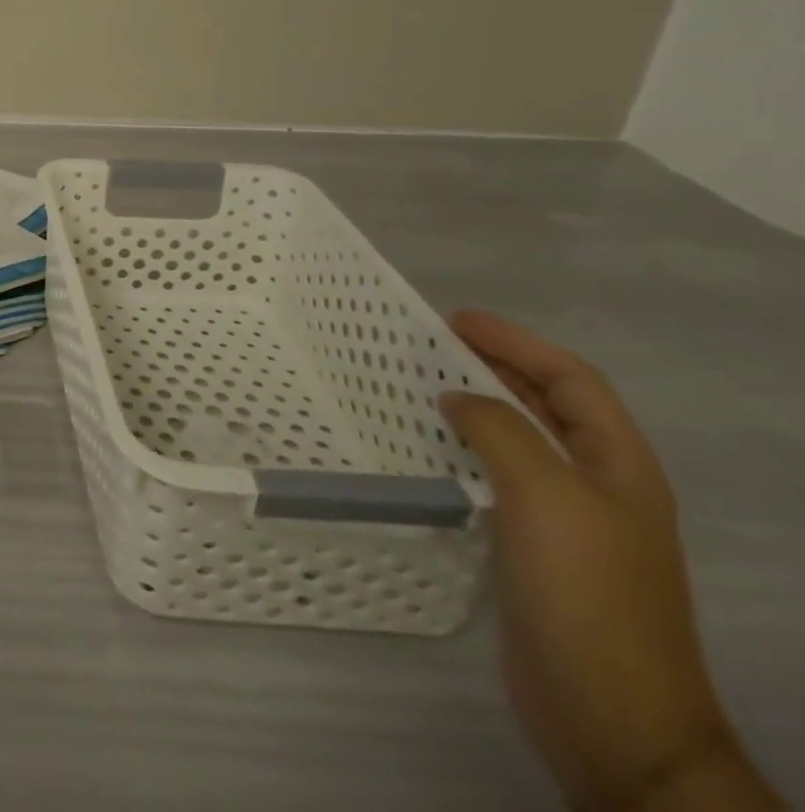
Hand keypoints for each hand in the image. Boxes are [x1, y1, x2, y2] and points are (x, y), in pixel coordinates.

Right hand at [441, 312, 776, 809]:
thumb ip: (501, 430)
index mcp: (618, 467)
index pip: (572, 381)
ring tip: (413, 385)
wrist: (610, 713)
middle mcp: (597, 486)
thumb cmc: (586, 592)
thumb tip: (457, 398)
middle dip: (492, 367)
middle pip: (546, 406)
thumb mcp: (546, 495)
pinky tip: (422, 449)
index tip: (453, 319)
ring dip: (471, 406)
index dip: (516, 343)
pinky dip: (459, 449)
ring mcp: (566, 520)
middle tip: (424, 344)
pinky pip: (493, 476)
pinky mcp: (532, 548)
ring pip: (516, 440)